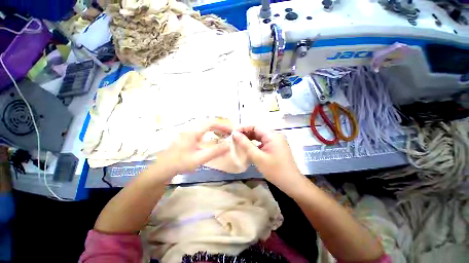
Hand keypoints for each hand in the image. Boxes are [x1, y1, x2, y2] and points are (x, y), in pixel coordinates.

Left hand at [159, 121, 231, 174]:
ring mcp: (188, 132)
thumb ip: (215, 151)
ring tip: (222, 133)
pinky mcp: (187, 136)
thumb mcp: (199, 158)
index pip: (211, 123)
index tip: (230, 131)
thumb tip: (229, 145)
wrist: (163, 168)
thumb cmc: (181, 163)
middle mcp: (190, 129)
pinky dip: (209, 130)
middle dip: (220, 126)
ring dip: (214, 127)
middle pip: (208, 122)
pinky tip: (211, 136)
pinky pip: (201, 129)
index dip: (222, 126)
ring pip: (204, 125)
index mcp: (193, 132)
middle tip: (228, 132)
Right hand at [232, 126, 303, 190]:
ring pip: (260, 137)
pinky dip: (255, 144)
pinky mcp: (276, 147)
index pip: (255, 127)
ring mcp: (277, 142)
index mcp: (272, 135)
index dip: (243, 129)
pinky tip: (249, 149)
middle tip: (235, 140)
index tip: (233, 134)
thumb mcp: (257, 157)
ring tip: (239, 143)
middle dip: (246, 134)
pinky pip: (263, 143)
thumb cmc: (274, 170)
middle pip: (258, 131)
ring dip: (250, 139)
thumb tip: (235, 134)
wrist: (291, 183)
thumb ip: (245, 144)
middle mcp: (275, 136)